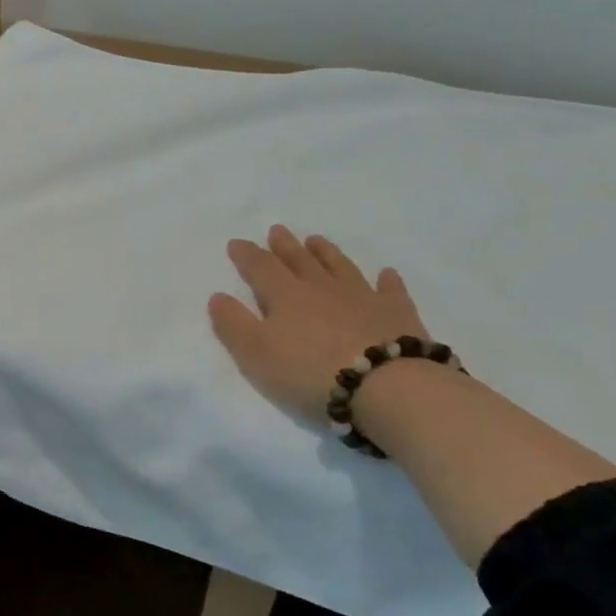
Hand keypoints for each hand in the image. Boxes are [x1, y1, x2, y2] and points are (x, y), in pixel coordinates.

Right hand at [209, 228, 430, 422]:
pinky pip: (390, 290)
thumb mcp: (255, 353)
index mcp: (286, 296)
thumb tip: (218, 296)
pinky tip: (386, 273)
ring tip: (317, 240)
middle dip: (285, 246)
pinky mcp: (397, 314)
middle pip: (300, 261)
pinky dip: (387, 280)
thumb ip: (234, 324)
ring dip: (327, 253)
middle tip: (277, 230)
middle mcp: (322, 288)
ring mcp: (363, 298)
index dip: (247, 255)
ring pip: (340, 267)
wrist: (386, 386)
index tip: (236, 242)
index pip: (261, 268)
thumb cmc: (310, 372)